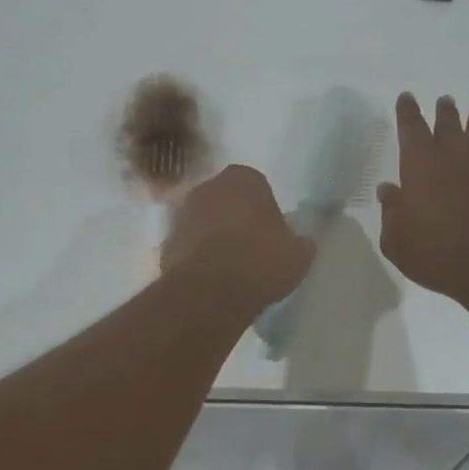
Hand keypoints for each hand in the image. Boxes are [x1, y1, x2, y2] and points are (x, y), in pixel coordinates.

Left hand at [163, 165, 314, 311]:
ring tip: (229, 267)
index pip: (257, 186)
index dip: (264, 209)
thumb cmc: (260, 261)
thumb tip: (302, 242)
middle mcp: (207, 187)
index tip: (271, 233)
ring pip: (204, 221)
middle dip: (235, 218)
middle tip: (251, 247)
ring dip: (213, 237)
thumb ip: (300, 243)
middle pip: (225, 200)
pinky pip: (188, 245)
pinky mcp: (166, 242)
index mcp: (242, 178)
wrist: (210, 291)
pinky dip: (196, 257)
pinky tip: (210, 279)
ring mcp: (182, 214)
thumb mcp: (298, 255)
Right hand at [377, 93, 468, 303]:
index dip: (408, 112)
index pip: (411, 129)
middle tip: (444, 100)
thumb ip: (391, 212)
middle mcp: (449, 159)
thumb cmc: (434, 251)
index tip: (407, 97)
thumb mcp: (396, 239)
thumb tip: (389, 191)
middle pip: (446, 126)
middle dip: (443, 112)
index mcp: (418, 166)